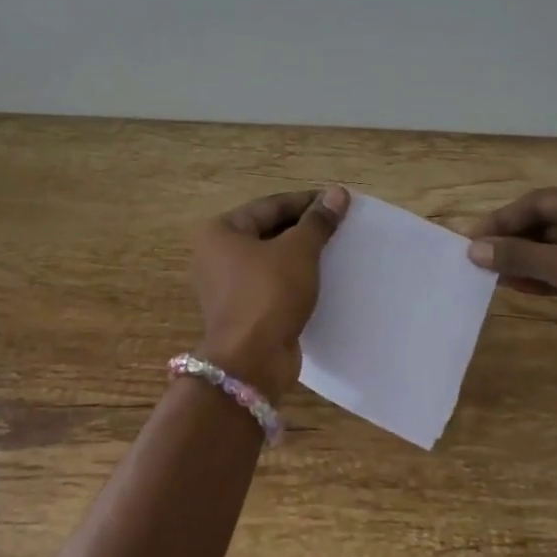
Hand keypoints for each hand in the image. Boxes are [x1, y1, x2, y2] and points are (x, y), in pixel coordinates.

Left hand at [190, 185, 348, 402]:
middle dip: (304, 229)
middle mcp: (216, 255)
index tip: (339, 202)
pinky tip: (321, 280)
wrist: (251, 363)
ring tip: (336, 251)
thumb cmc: (269, 294)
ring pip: (271, 260)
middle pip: (268, 231)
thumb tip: (337, 193)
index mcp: (221, 231)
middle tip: (340, 226)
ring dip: (301, 255)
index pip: (271, 206)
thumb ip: (318, 221)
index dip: (307, 202)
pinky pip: (271, 285)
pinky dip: (294, 280)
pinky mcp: (241, 311)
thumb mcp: (298, 251)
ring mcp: (226, 286)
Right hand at [467, 181, 556, 355]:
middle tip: (477, 260)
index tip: (470, 240)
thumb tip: (473, 250)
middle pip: (547, 224)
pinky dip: (546, 276)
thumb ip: (522, 257)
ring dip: (526, 261)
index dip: (502, 220)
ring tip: (491, 275)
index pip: (538, 203)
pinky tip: (519, 287)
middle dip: (514, 242)